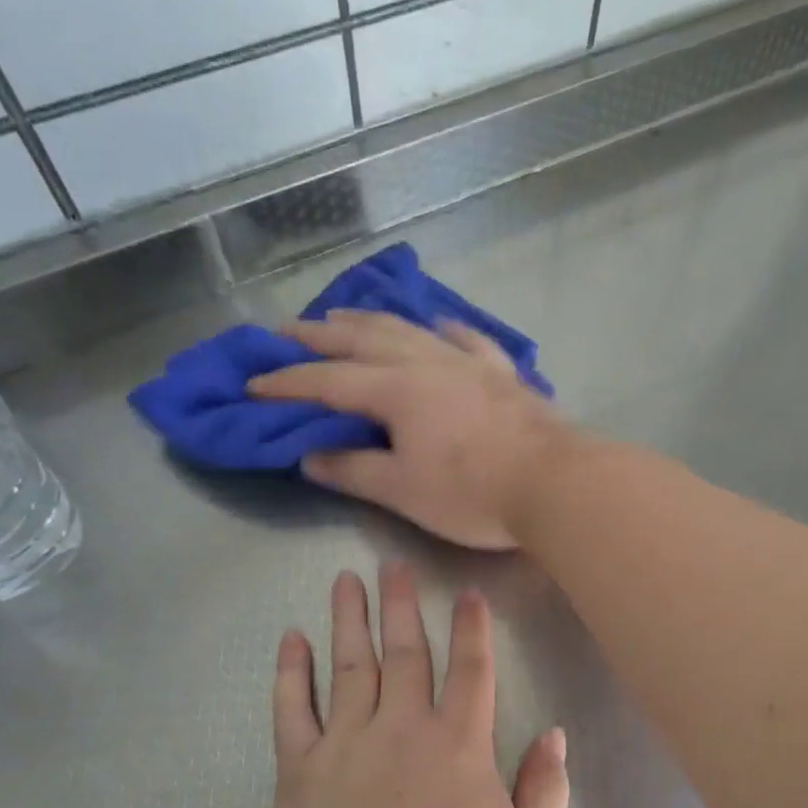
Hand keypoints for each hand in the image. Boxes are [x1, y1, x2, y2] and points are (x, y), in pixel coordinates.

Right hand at [248, 312, 574, 549]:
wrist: (555, 483)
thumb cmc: (473, 492)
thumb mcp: (402, 490)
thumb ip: (353, 470)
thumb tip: (310, 456)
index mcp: (396, 390)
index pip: (327, 381)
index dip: (286, 382)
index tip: (252, 384)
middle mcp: (427, 363)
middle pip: (364, 340)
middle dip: (320, 336)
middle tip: (286, 330)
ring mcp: (469, 363)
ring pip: (411, 330)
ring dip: (372, 321)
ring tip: (345, 315)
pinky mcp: (503, 374)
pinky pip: (468, 340)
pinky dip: (445, 329)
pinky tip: (439, 323)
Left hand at [263, 562, 570, 807]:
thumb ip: (546, 790)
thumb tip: (553, 734)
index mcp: (459, 746)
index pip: (470, 669)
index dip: (472, 628)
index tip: (465, 593)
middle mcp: (402, 729)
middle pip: (405, 651)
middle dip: (402, 604)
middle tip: (393, 563)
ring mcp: (345, 745)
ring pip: (348, 665)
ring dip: (348, 619)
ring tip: (346, 580)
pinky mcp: (299, 772)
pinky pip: (291, 709)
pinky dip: (290, 671)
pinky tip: (291, 639)